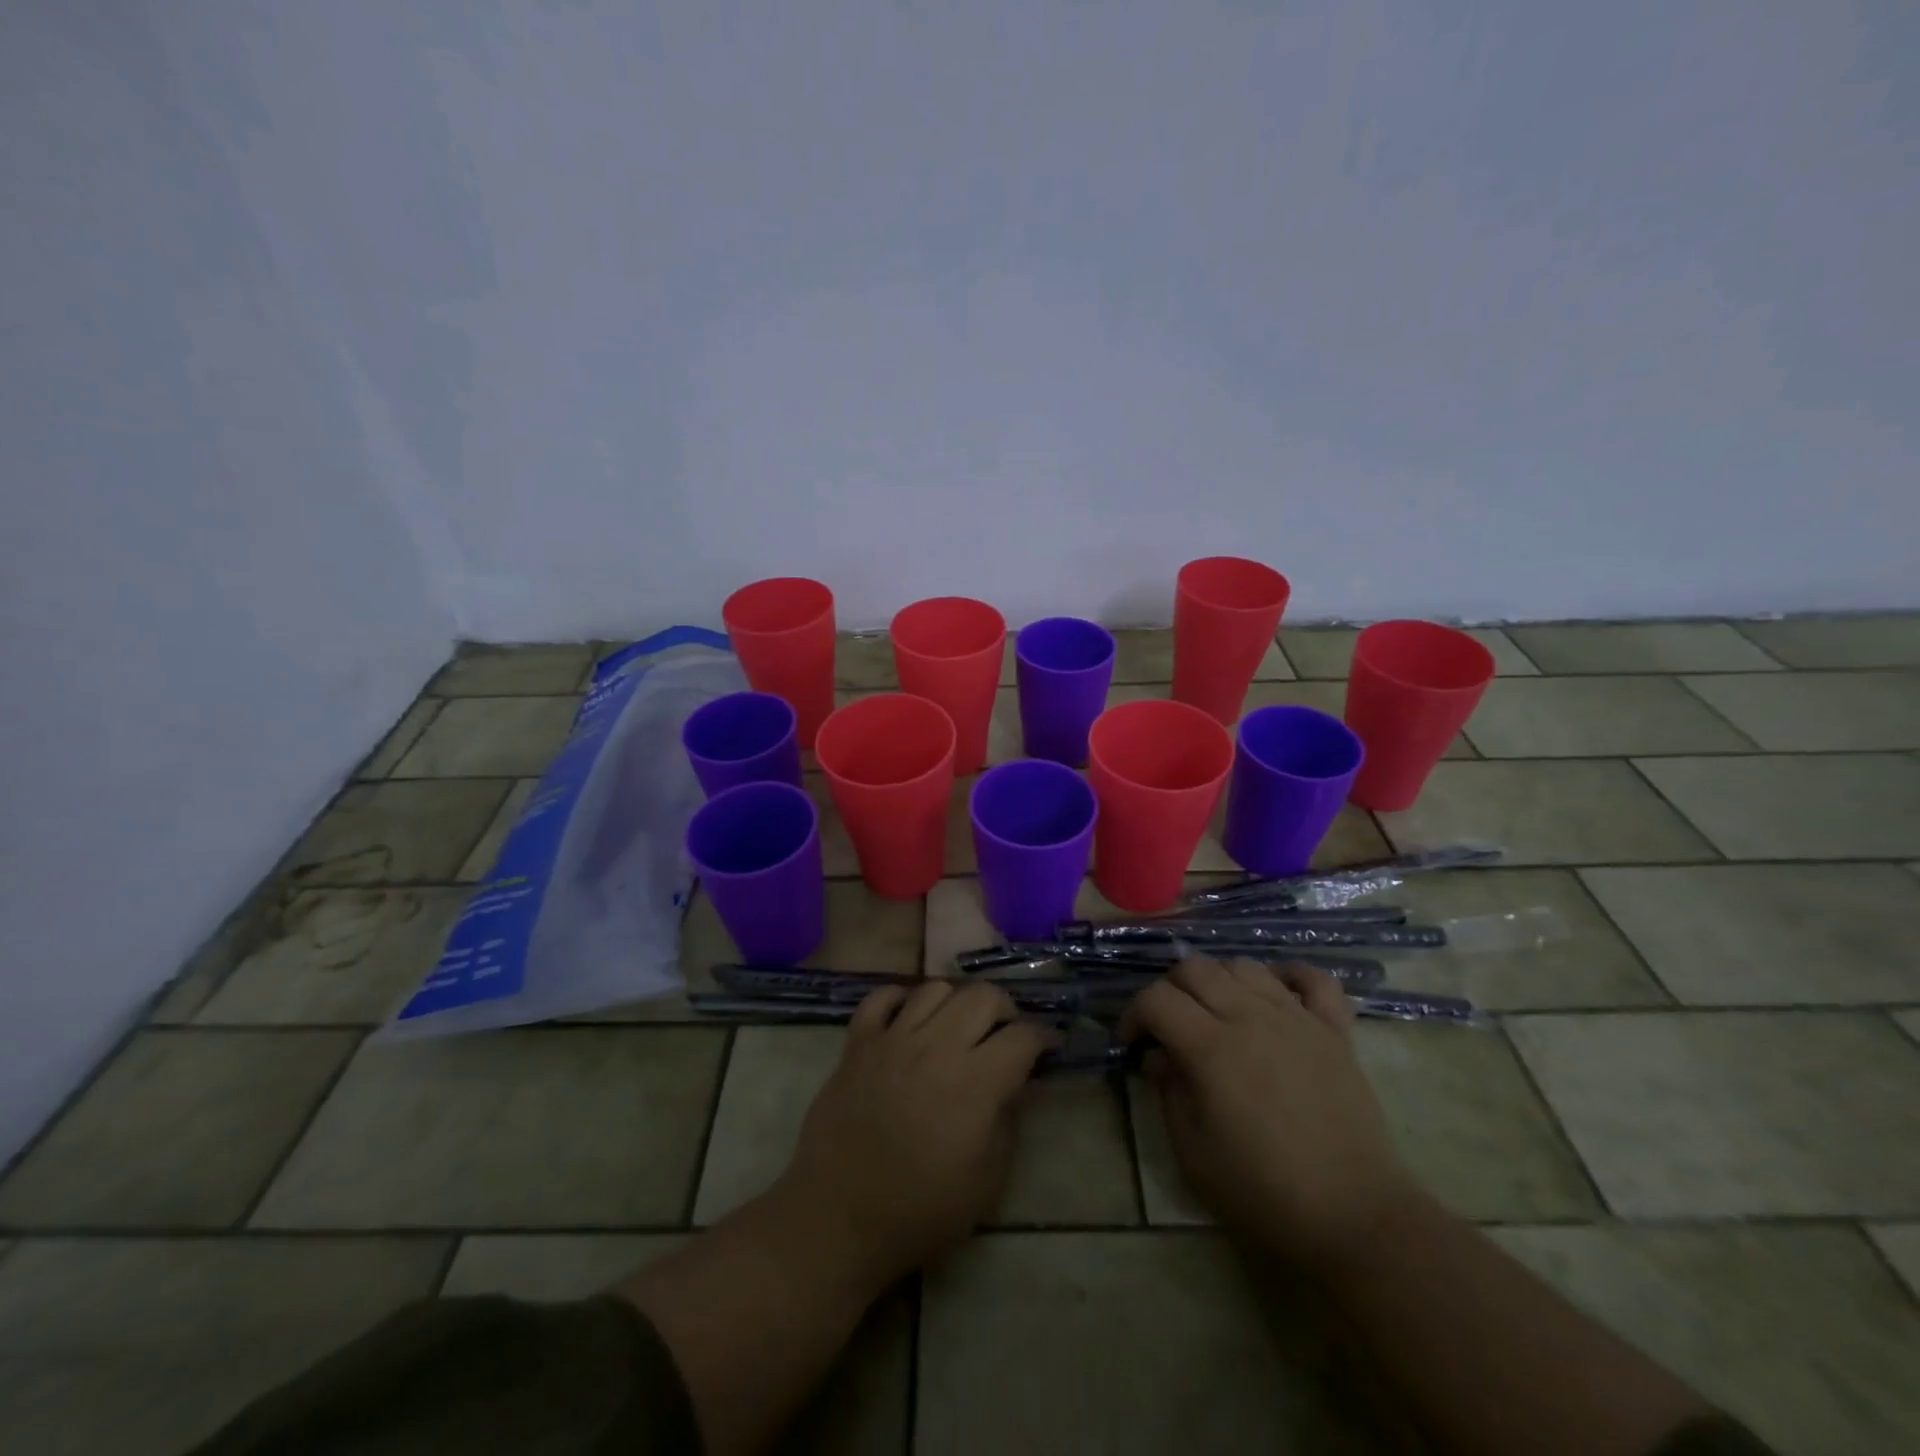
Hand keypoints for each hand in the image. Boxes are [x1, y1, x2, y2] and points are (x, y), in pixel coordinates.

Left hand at [772, 981, 1052, 1285]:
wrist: (838, 1218)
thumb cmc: (920, 1211)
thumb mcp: (986, 1182)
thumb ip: (1009, 1122)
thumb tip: (1021, 1084)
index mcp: (975, 1083)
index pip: (1022, 1036)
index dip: (1043, 1038)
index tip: (1048, 1047)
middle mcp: (936, 1046)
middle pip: (983, 995)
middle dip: (1004, 1009)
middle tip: (1004, 1034)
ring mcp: (893, 1039)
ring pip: (935, 988)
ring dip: (956, 1002)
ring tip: (957, 1026)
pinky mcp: (858, 1043)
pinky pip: (882, 997)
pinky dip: (900, 998)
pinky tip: (909, 1018)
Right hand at [1123, 958, 1419, 1265]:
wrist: (1355, 1218)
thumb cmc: (1264, 1192)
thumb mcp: (1193, 1152)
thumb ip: (1168, 1092)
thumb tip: (1159, 1057)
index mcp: (1210, 1047)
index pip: (1156, 999)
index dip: (1134, 1014)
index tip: (1133, 1044)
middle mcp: (1250, 1017)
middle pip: (1195, 969)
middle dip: (1170, 989)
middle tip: (1169, 1026)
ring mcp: (1296, 1018)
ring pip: (1244, 966)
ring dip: (1219, 980)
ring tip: (1218, 1013)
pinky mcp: (1334, 1031)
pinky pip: (1314, 979)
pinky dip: (1289, 975)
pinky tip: (1276, 992)